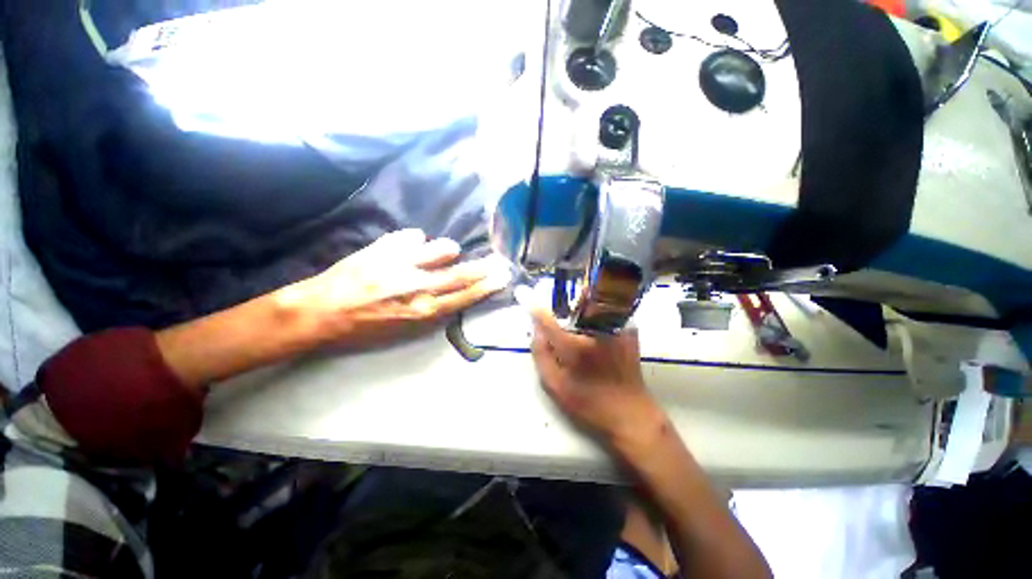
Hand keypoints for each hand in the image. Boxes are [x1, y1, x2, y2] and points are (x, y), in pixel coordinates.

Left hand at [280, 229, 510, 346]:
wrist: (320, 311)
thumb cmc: (363, 327)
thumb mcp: (402, 328)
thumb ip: (430, 309)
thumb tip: (449, 291)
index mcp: (422, 310)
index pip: (464, 296)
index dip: (485, 287)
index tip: (502, 278)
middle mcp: (418, 286)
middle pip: (461, 273)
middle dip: (483, 267)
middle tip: (498, 260)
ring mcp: (402, 263)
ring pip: (441, 247)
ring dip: (446, 249)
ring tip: (444, 251)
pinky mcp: (385, 247)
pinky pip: (412, 235)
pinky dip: (416, 241)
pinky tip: (411, 246)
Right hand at [523, 292, 665, 451]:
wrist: (630, 413)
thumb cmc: (590, 403)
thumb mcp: (555, 386)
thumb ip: (541, 355)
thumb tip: (536, 330)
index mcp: (574, 347)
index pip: (547, 319)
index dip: (534, 307)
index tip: (523, 293)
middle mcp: (595, 331)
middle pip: (573, 303)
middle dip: (564, 304)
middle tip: (564, 313)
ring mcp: (615, 327)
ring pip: (592, 302)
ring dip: (581, 305)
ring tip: (579, 323)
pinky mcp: (628, 329)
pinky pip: (607, 311)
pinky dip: (597, 312)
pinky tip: (597, 330)